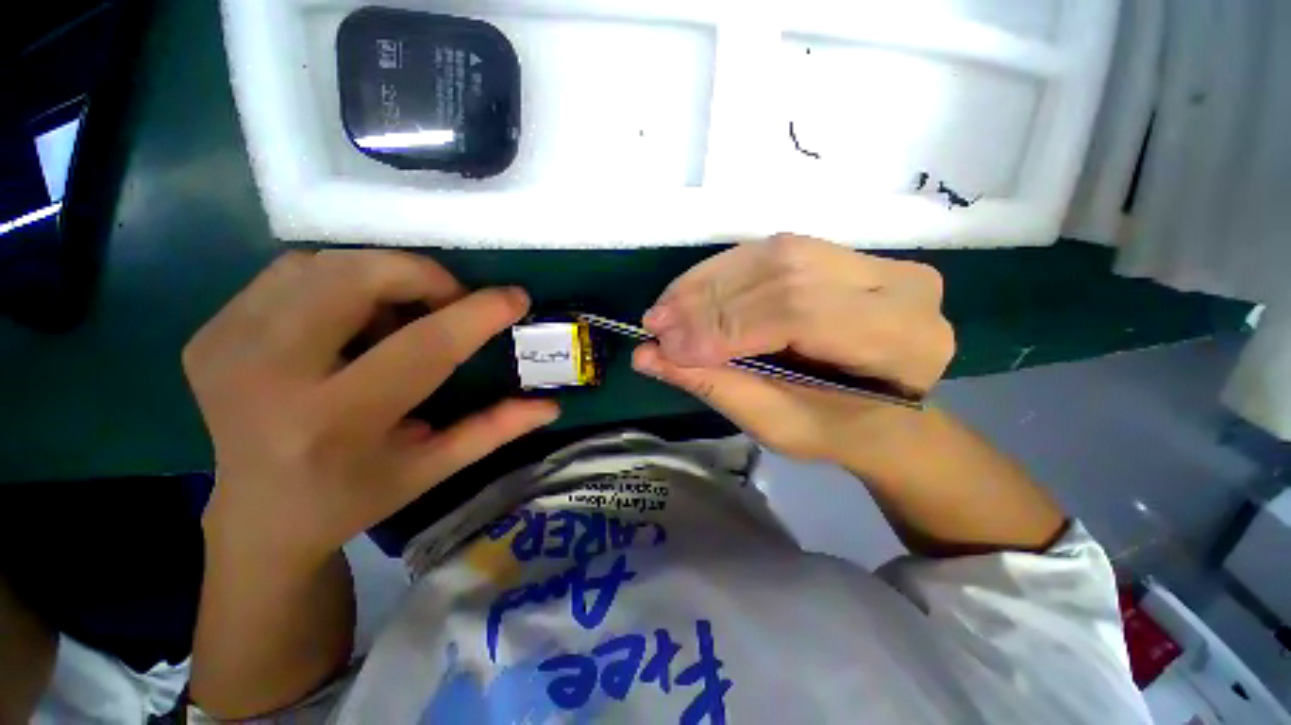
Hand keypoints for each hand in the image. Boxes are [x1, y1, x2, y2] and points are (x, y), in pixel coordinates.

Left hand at [183, 250, 558, 568]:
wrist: (258, 516)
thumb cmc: (356, 496)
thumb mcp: (435, 468)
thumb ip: (494, 430)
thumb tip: (550, 405)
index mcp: (333, 425)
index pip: (421, 348)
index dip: (476, 314)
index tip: (515, 297)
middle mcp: (266, 378)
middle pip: (355, 280)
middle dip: (422, 276)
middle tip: (451, 301)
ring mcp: (224, 349)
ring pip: (320, 264)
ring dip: (380, 276)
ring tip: (400, 314)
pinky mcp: (207, 334)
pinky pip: (288, 274)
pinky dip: (336, 280)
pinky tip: (350, 318)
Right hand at [633, 235, 953, 467]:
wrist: (881, 416)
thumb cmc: (835, 431)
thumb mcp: (774, 423)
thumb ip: (714, 384)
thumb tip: (646, 356)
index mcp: (902, 341)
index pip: (800, 312)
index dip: (725, 326)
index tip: (666, 347)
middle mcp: (900, 285)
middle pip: (785, 272)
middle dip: (708, 302)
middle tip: (655, 324)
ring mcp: (874, 261)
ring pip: (773, 253)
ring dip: (708, 282)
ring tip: (665, 310)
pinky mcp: (843, 255)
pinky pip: (772, 251)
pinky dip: (722, 272)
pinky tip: (688, 292)